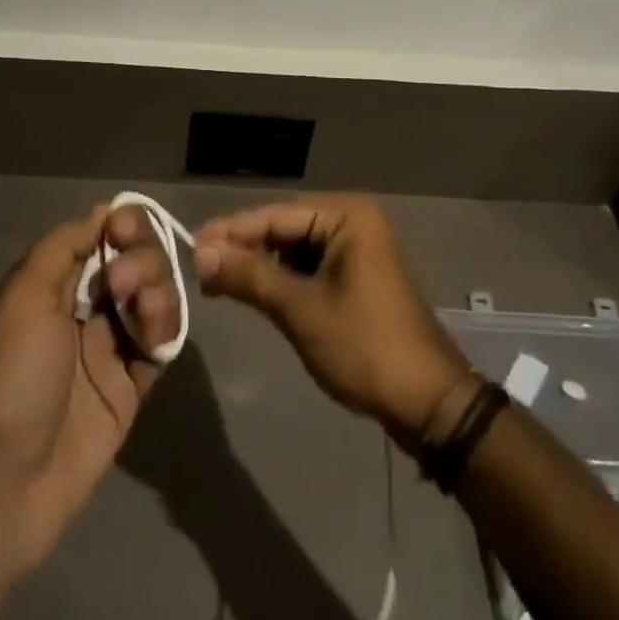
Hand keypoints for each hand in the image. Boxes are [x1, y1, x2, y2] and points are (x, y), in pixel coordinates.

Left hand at [0, 203, 180, 619]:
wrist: (2, 488)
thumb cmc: (7, 380)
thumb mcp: (22, 299)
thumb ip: (63, 248)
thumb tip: (103, 211)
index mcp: (52, 285)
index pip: (98, 235)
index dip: (120, 224)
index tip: (127, 227)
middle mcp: (83, 308)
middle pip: (132, 260)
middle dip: (140, 257)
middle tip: (122, 282)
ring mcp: (108, 348)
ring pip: (152, 297)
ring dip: (157, 290)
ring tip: (144, 312)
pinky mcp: (130, 387)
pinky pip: (161, 343)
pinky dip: (165, 329)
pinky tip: (155, 338)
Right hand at [193, 194, 468, 449]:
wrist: (428, 404)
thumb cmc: (364, 347)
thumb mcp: (300, 310)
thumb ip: (249, 276)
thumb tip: (199, 253)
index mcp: (347, 215)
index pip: (275, 215)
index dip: (230, 231)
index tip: (190, 246)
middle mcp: (352, 220)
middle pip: (283, 229)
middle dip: (243, 250)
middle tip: (199, 269)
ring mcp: (357, 249)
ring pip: (293, 249)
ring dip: (259, 266)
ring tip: (218, 283)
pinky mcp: (357, 276)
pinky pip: (309, 267)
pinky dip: (281, 280)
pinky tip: (253, 292)